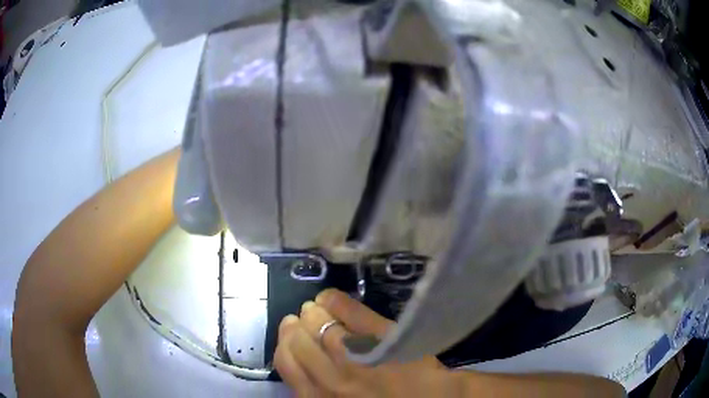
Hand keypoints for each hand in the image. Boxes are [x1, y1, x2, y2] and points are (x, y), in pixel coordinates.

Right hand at [274, 289, 460, 396]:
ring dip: (314, 312)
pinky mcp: (381, 337)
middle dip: (296, 325)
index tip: (290, 334)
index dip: (284, 343)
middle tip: (302, 318)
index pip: (286, 362)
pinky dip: (335, 300)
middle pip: (299, 341)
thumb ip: (319, 390)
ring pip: (320, 324)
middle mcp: (331, 379)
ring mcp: (356, 356)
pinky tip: (331, 298)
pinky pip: (350, 311)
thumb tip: (302, 362)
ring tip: (317, 308)